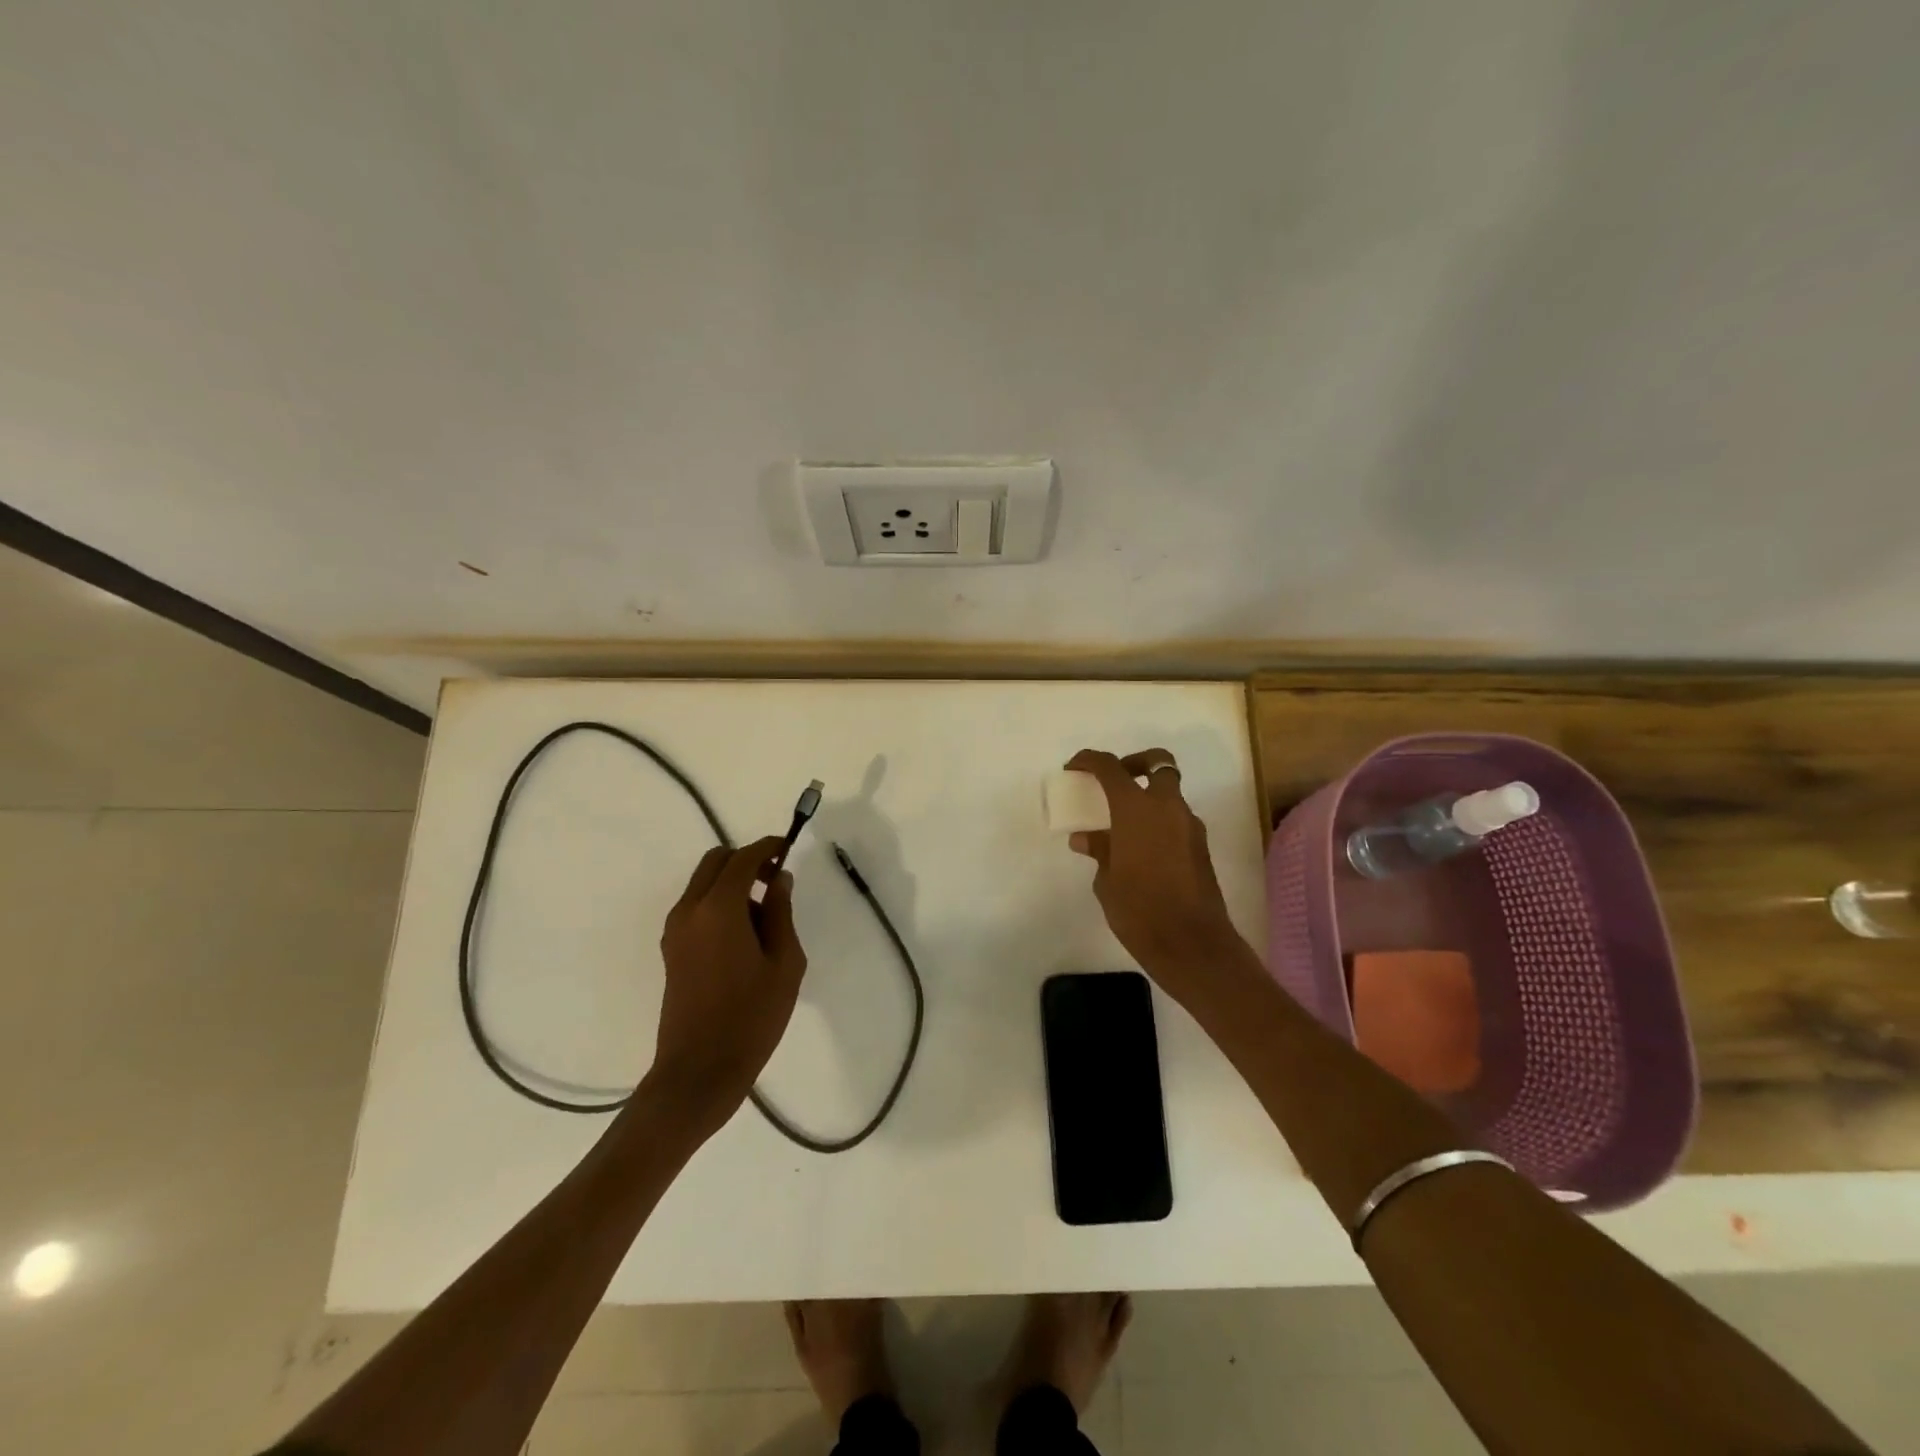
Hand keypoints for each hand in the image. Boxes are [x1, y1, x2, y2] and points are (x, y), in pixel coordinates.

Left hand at [649, 836, 807, 1133]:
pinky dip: (719, 901)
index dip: (768, 847)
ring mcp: (675, 930)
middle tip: (777, 879)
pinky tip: (745, 933)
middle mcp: (689, 909)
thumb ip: (781, 912)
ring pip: (704, 882)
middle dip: (747, 860)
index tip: (789, 848)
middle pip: (715, 861)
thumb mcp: (784, 963)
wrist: (699, 1070)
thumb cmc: (751, 1016)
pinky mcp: (671, 949)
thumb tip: (779, 879)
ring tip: (765, 914)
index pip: (743, 858)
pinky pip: (696, 906)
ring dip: (732, 882)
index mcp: (718, 908)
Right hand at [1065, 749, 1246, 1002]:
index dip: (1089, 760)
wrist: (1191, 944)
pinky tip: (1141, 851)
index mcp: (1136, 809)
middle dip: (1135, 764)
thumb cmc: (1139, 910)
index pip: (1110, 767)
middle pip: (1157, 763)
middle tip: (1114, 783)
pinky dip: (1159, 823)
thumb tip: (1087, 838)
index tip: (1074, 767)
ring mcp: (1189, 826)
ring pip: (1169, 794)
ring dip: (1148, 798)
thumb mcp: (1107, 881)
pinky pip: (1176, 820)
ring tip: (1123, 827)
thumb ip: (1100, 850)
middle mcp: (1167, 807)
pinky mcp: (1201, 847)